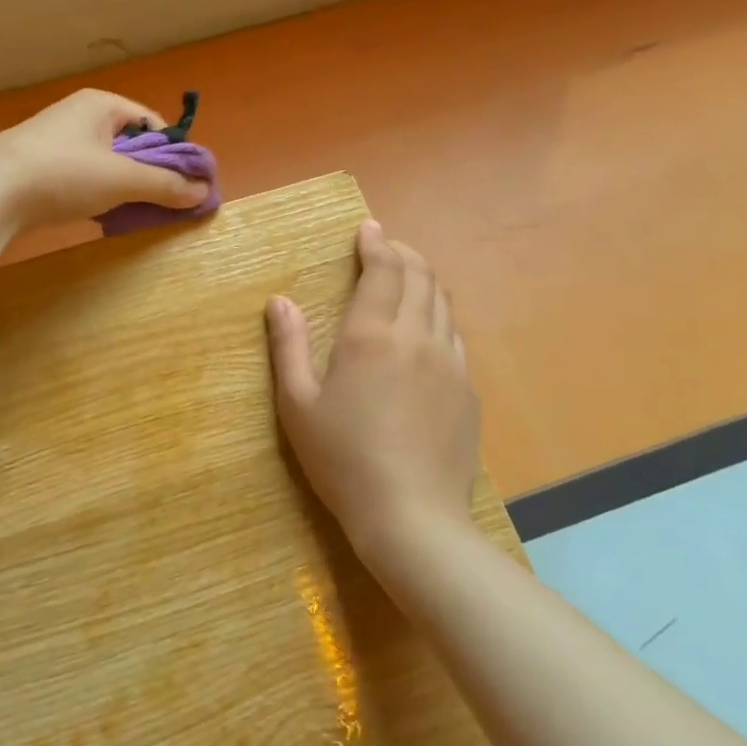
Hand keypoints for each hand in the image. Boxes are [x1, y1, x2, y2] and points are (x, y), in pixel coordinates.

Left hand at [0, 89, 210, 230]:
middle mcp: (79, 116)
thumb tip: (203, 193)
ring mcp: (56, 142)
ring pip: (106, 164)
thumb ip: (165, 185)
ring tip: (134, 212)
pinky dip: (98, 195)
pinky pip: (83, 178)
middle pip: (130, 145)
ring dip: (124, 188)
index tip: (186, 184)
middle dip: (149, 173)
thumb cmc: (63, 173)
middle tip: (164, 203)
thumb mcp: (122, 179)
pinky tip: (101, 216)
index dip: (173, 153)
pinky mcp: (40, 169)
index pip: (152, 124)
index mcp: (102, 105)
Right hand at [265, 221, 481, 564]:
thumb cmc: (342, 458)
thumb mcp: (297, 404)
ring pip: (443, 304)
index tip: (368, 229)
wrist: (411, 516)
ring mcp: (450, 364)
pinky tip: (427, 332)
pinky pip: (456, 337)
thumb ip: (288, 346)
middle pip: (420, 277)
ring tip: (407, 278)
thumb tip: (279, 301)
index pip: (383, 270)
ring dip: (424, 281)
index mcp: (371, 335)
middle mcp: (417, 337)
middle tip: (386, 247)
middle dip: (403, 254)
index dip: (375, 243)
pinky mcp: (467, 392)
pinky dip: (439, 317)